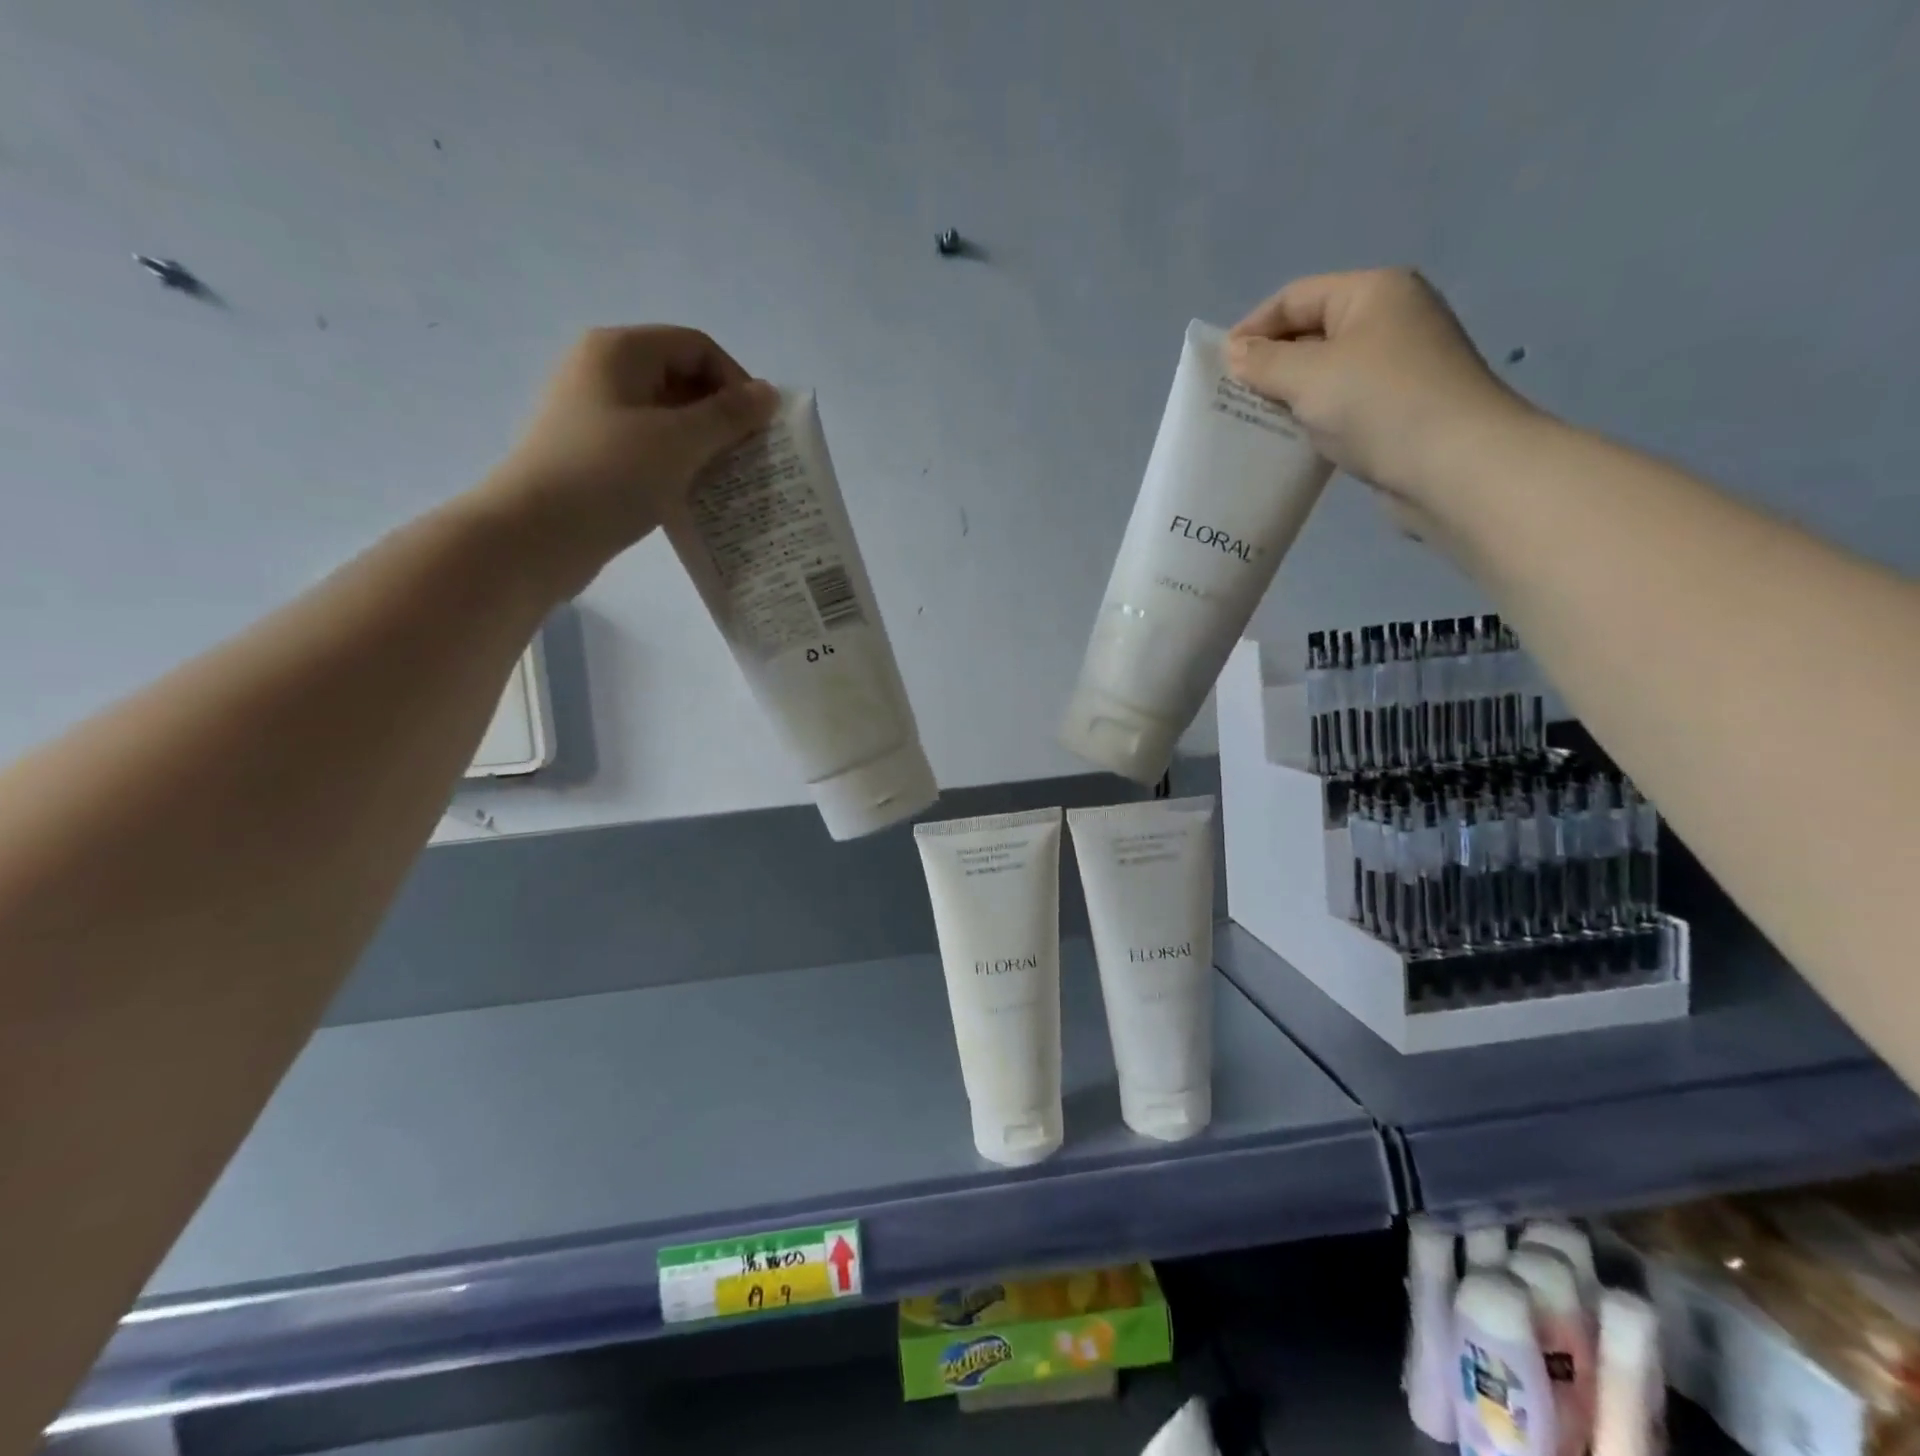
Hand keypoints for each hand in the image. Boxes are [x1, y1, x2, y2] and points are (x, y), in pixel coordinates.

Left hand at [476, 326, 776, 591]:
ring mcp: (594, 415)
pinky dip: (677, 465)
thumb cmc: (611, 475)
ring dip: (703, 445)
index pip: (697, 347)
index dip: (736, 382)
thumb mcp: (680, 442)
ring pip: (666, 418)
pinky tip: (694, 496)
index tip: (759, 431)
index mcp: (620, 351)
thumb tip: (769, 393)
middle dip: (722, 416)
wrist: (536, 535)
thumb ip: (729, 416)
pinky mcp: (592, 454)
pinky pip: (648, 448)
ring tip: (727, 481)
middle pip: (681, 379)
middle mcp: (603, 372)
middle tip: (749, 459)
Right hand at [1227, 269, 1531, 503]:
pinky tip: (1290, 442)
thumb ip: (1265, 362)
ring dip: (1287, 396)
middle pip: (1311, 333)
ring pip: (1324, 374)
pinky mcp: (1398, 409)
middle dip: (1268, 365)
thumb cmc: (1378, 404)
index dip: (1252, 328)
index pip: (1296, 297)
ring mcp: (1397, 366)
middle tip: (1230, 401)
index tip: (1217, 369)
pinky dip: (1312, 419)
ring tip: (1252, 425)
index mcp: (1373, 293)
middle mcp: (1389, 319)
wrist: (1452, 465)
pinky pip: (1341, 405)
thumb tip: (1235, 352)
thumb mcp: (1309, 376)